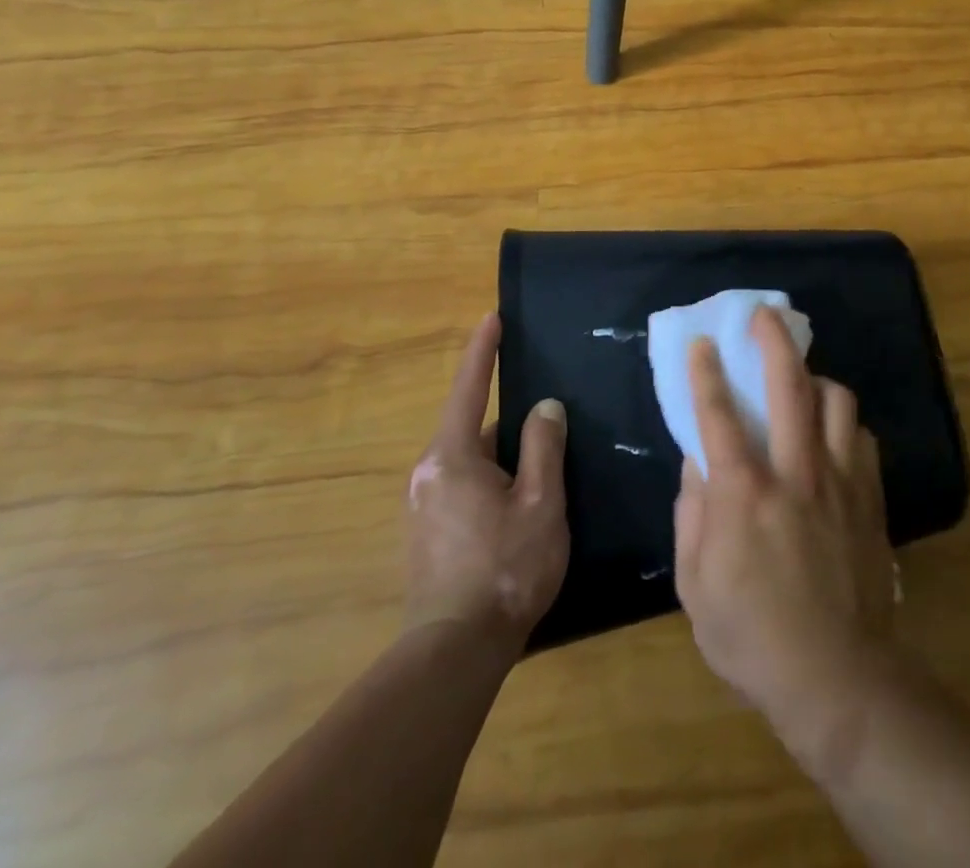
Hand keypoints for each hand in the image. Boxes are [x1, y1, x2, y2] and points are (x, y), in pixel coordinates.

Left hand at [406, 313, 569, 643]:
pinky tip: (518, 505)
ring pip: (470, 461)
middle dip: (509, 423)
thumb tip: (544, 407)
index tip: (492, 317)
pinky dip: (491, 481)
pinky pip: (463, 486)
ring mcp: (421, 506)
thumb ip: (544, 446)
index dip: (482, 351)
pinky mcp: (425, 534)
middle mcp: (427, 474)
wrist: (455, 651)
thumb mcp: (539, 502)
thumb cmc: (505, 568)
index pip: (468, 388)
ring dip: (502, 457)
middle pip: (473, 428)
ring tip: (541, 468)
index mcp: (452, 457)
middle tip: (548, 423)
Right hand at [673, 307, 895, 740]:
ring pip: (836, 401)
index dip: (706, 373)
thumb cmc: (752, 636)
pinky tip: (833, 433)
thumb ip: (690, 515)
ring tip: (802, 380)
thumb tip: (695, 463)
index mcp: (744, 495)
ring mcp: (840, 481)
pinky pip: (861, 436)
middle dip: (773, 340)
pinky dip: (843, 423)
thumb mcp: (695, 586)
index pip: (718, 416)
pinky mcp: (870, 496)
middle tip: (764, 316)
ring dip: (816, 378)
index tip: (702, 343)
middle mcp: (795, 472)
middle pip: (788, 386)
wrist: (837, 676)